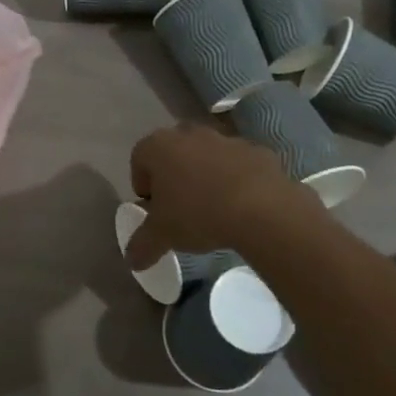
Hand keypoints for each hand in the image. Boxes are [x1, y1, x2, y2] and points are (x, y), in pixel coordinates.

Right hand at [123, 123, 307, 267]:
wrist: (263, 209)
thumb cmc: (198, 214)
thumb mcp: (162, 236)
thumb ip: (142, 245)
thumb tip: (132, 261)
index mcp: (159, 146)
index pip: (138, 158)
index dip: (142, 184)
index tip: (152, 208)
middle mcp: (189, 134)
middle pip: (173, 153)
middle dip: (172, 176)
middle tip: (178, 206)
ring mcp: (225, 139)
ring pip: (206, 155)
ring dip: (204, 175)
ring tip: (211, 207)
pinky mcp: (256, 150)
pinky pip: (236, 164)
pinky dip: (234, 179)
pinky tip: (239, 205)